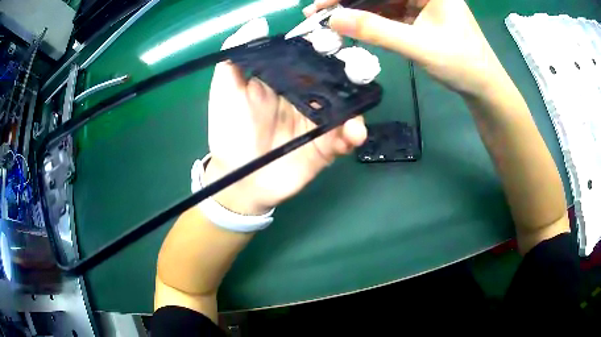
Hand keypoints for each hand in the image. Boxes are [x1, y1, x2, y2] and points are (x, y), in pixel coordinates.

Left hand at [205, 18, 366, 214]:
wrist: (238, 178)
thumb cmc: (229, 131)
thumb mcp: (225, 90)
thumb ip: (236, 55)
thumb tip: (258, 23)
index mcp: (286, 80)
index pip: (311, 55)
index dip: (324, 45)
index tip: (334, 39)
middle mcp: (306, 96)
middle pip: (336, 78)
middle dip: (353, 72)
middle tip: (361, 70)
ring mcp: (318, 122)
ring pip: (347, 107)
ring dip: (357, 108)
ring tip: (354, 119)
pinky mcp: (325, 147)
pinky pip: (344, 137)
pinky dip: (352, 135)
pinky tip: (351, 136)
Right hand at [305, 0, 507, 97]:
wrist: (482, 86)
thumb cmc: (462, 64)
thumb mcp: (419, 46)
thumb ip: (377, 31)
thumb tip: (334, 20)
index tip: (322, 2)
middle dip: (348, 0)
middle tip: (318, 11)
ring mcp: (419, 2)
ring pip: (380, 0)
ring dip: (355, 9)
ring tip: (328, 19)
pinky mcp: (417, 15)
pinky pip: (387, 12)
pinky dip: (369, 18)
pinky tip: (351, 24)